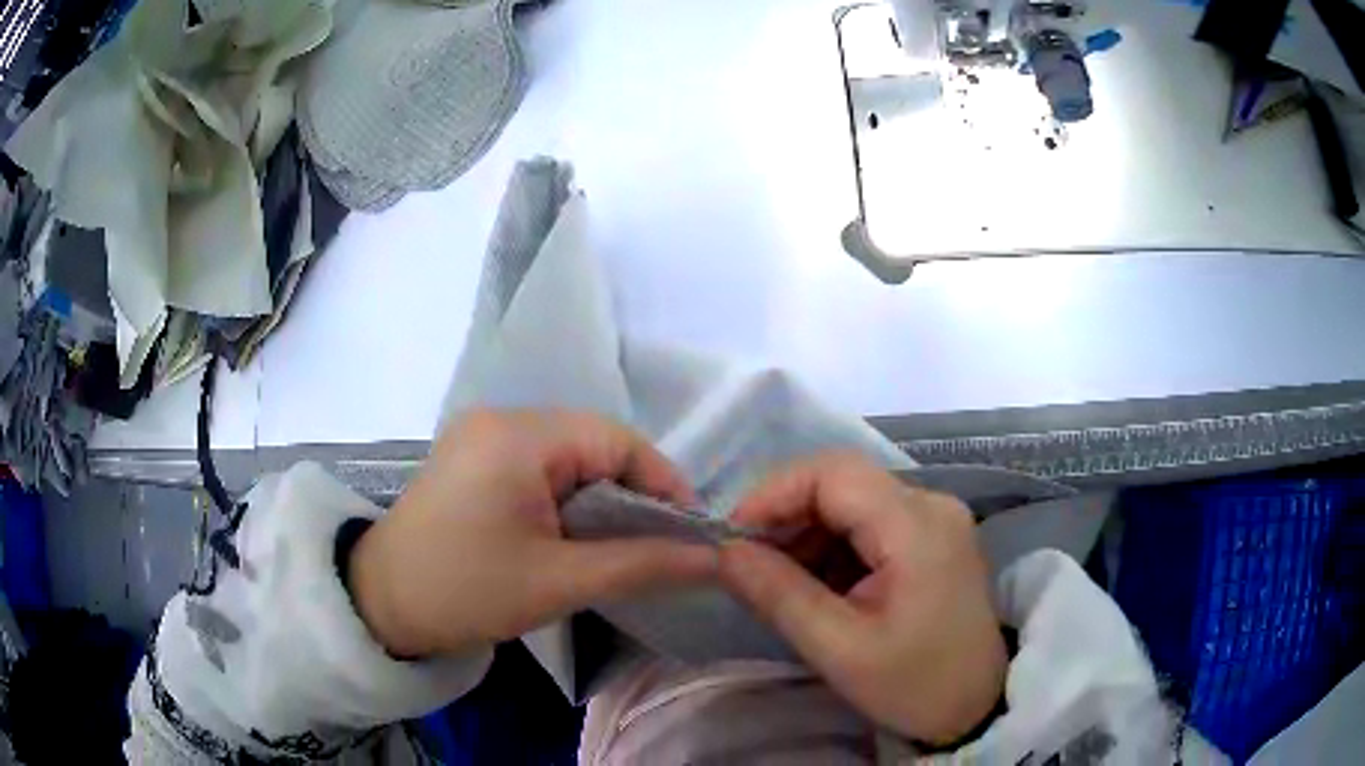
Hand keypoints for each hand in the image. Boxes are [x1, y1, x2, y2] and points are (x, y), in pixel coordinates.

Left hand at [349, 409, 717, 658]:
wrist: (380, 605)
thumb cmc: (466, 592)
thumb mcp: (560, 582)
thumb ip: (643, 564)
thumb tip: (716, 559)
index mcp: (518, 435)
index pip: (618, 440)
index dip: (664, 483)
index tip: (690, 534)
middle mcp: (499, 417)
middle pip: (594, 444)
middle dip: (632, 495)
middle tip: (657, 547)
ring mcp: (481, 434)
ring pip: (569, 457)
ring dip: (599, 499)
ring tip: (618, 547)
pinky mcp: (472, 457)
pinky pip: (539, 465)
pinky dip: (567, 498)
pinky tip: (571, 535)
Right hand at [719, 454, 1006, 744]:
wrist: (975, 705)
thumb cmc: (913, 684)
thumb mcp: (838, 650)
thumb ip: (778, 595)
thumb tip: (724, 552)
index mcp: (917, 525)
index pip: (832, 473)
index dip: (773, 494)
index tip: (734, 539)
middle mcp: (931, 503)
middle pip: (841, 482)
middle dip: (786, 517)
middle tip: (749, 565)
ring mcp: (935, 516)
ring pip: (851, 500)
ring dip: (806, 533)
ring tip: (780, 583)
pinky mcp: (932, 535)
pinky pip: (869, 522)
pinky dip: (832, 546)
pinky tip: (817, 585)